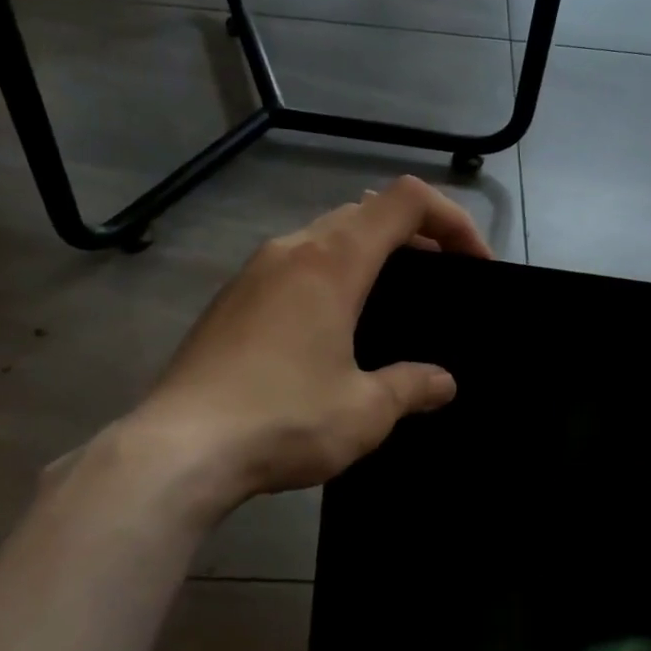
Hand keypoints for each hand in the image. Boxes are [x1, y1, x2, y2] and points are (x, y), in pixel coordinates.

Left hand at [134, 175, 492, 504]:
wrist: (176, 450)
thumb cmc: (283, 418)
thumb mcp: (364, 410)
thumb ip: (411, 387)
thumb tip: (442, 383)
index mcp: (333, 261)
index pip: (406, 201)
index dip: (452, 219)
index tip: (475, 264)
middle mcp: (293, 249)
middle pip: (367, 212)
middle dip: (415, 236)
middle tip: (441, 281)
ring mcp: (255, 271)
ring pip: (327, 235)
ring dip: (370, 253)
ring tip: (392, 301)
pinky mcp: (231, 299)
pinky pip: (295, 264)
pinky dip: (331, 274)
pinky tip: (333, 328)